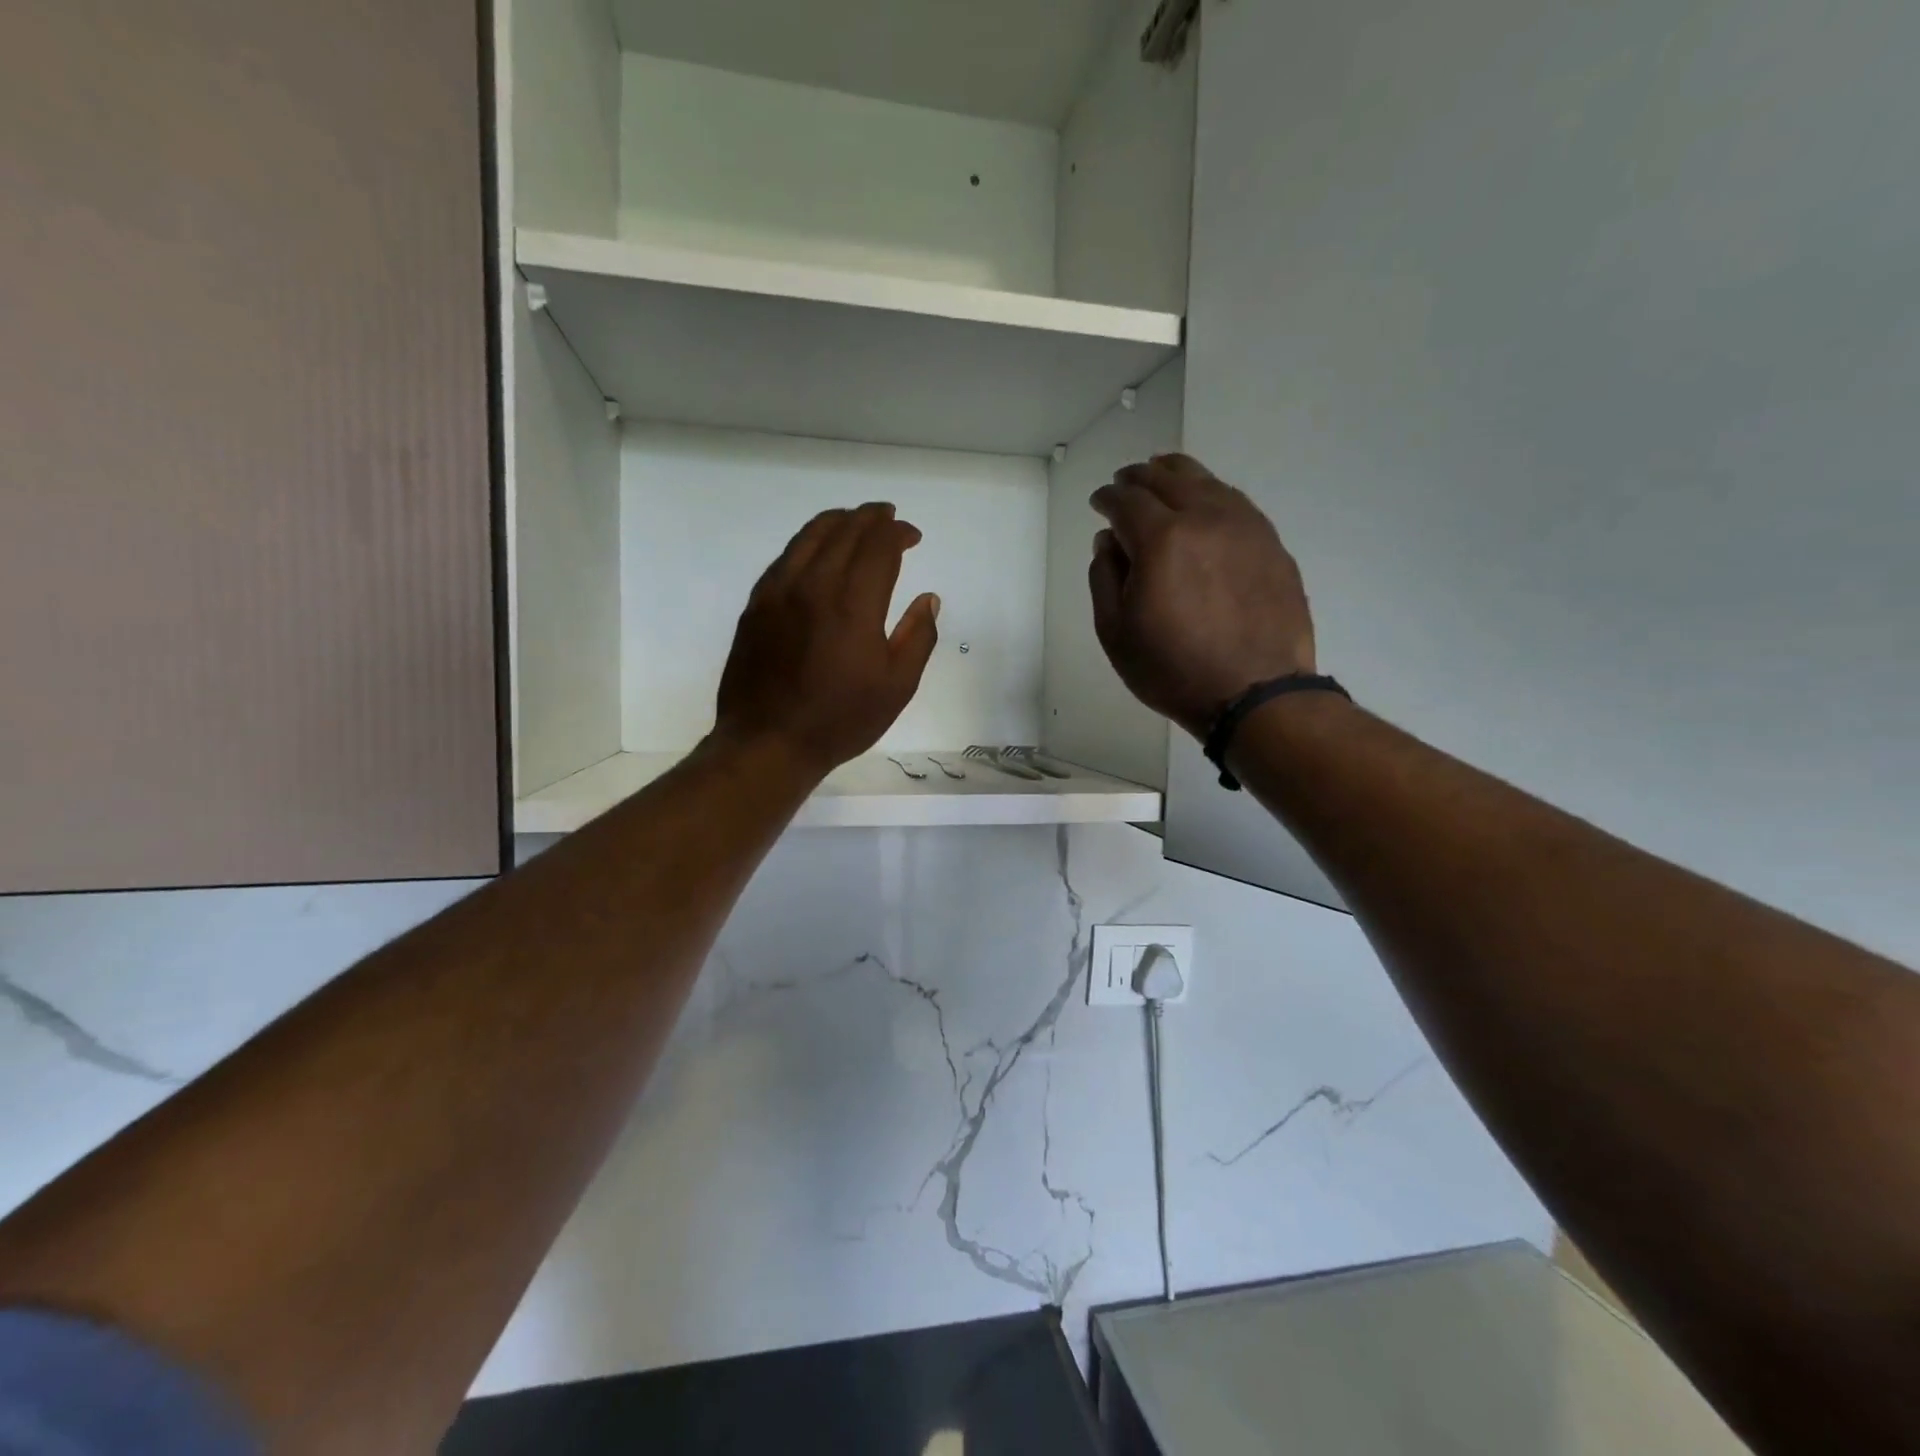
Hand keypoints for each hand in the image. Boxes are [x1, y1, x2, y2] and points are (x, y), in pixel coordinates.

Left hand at [715, 503, 940, 776]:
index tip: (913, 536)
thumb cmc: (840, 719)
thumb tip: (928, 599)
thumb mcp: (897, 687)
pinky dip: (807, 542)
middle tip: (888, 518)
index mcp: (853, 604)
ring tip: (855, 521)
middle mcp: (813, 585)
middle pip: (844, 531)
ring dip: (838, 521)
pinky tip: (817, 550)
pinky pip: (785, 557)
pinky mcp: (756, 604)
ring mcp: (778, 591)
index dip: (898, 533)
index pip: (878, 546)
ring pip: (809, 536)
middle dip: (871, 519)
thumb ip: (917, 636)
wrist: (769, 742)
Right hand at [1089, 454, 1315, 739]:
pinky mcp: (1271, 543)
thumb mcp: (1116, 633)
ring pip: (1206, 482)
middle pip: (1167, 479)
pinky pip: (1235, 501)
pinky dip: (1211, 492)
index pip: (1127, 501)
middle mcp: (1204, 519)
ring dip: (1177, 474)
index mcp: (1161, 539)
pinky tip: (1205, 502)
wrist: (1255, 693)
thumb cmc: (1173, 670)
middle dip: (1139, 477)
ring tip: (1163, 474)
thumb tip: (1108, 542)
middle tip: (1125, 482)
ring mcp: (1245, 527)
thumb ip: (1104, 578)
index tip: (1098, 503)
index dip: (1107, 498)